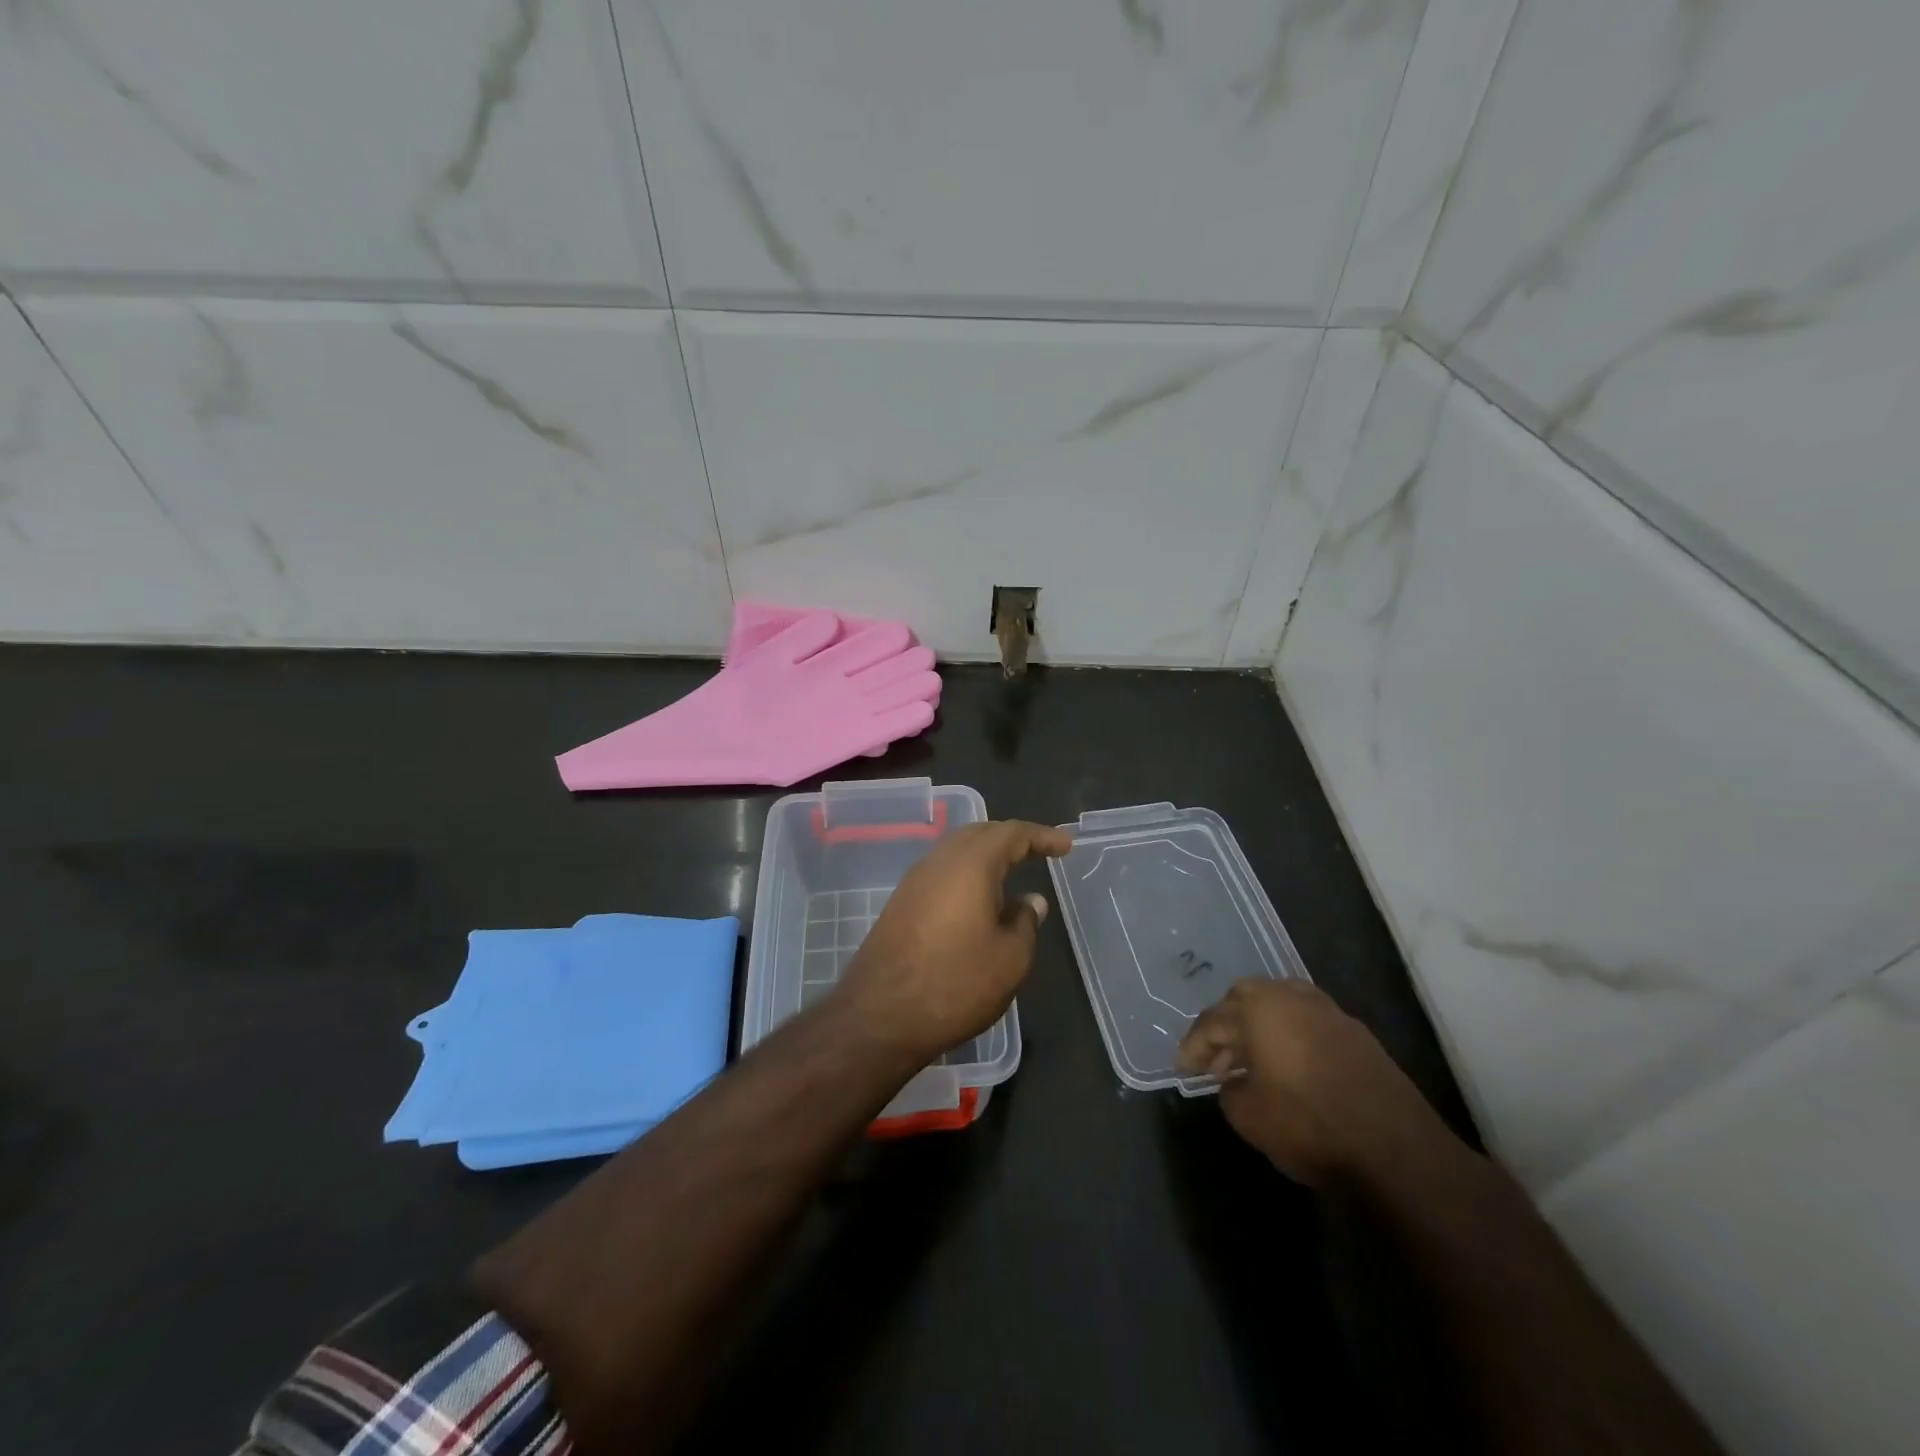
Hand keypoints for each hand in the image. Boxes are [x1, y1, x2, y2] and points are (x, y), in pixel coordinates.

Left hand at [835, 820, 1072, 1063]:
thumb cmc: (955, 984)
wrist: (880, 1015)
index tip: (1065, 845)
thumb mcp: (1010, 959)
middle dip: (1011, 838)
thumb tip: (1030, 901)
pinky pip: (941, 873)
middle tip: (1038, 851)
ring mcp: (914, 881)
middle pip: (979, 834)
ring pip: (956, 852)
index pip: (1011, 834)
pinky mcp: (900, 903)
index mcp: (970, 864)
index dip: (1041, 836)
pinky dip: (966, 874)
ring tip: (1011, 873)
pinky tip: (978, 900)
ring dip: (986, 855)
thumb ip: (1026, 922)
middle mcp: (939, 862)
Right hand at [1177, 980, 1451, 1189]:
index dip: (1193, 1046)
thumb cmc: (1309, 1126)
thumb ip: (1230, 1091)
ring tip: (1251, 1063)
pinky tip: (1287, 1066)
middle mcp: (1290, 997)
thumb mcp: (1250, 1117)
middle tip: (1216, 1058)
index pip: (1213, 1021)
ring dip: (1258, 1027)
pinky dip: (1288, 1035)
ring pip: (1279, 1004)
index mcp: (1258, 1009)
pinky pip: (1306, 1020)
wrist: (1397, 1151)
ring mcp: (1328, 1011)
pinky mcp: (1356, 1032)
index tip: (1182, 1068)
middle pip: (1244, 998)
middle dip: (1225, 1025)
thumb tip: (1234, 1082)